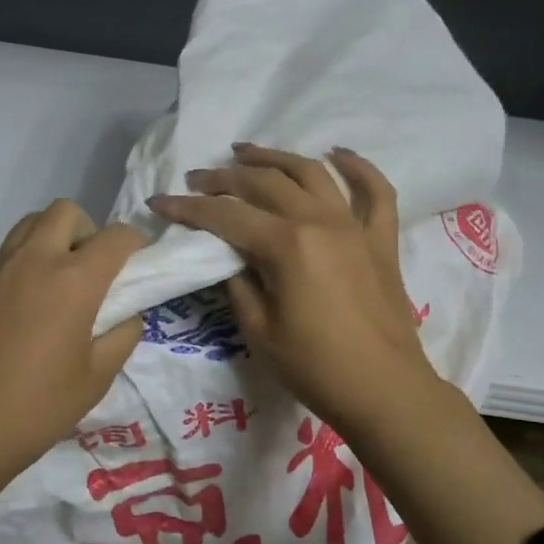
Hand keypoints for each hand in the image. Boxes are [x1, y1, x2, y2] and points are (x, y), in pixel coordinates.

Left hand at [0, 201, 145, 492]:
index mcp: (73, 281)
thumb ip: (122, 336)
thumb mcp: (97, 379)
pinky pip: (0, 262)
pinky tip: (16, 317)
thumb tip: (126, 315)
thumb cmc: (36, 409)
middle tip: (90, 272)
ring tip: (55, 286)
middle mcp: (31, 261)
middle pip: (64, 212)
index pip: (115, 236)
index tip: (137, 263)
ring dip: (50, 241)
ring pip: (26, 228)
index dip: (134, 243)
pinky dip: (19, 272)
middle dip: (87, 231)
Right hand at [147, 144, 435, 438]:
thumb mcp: (259, 331)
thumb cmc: (314, 368)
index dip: (188, 208)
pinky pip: (376, 191)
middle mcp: (320, 222)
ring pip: (312, 173)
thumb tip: (227, 257)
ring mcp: (355, 226)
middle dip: (224, 178)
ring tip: (246, 152)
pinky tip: (338, 154)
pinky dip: (358, 167)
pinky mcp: (381, 239)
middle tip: (197, 178)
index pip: (225, 216)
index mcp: (286, 245)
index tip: (159, 201)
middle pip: (265, 184)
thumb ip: (238, 284)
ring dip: (275, 158)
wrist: (384, 391)